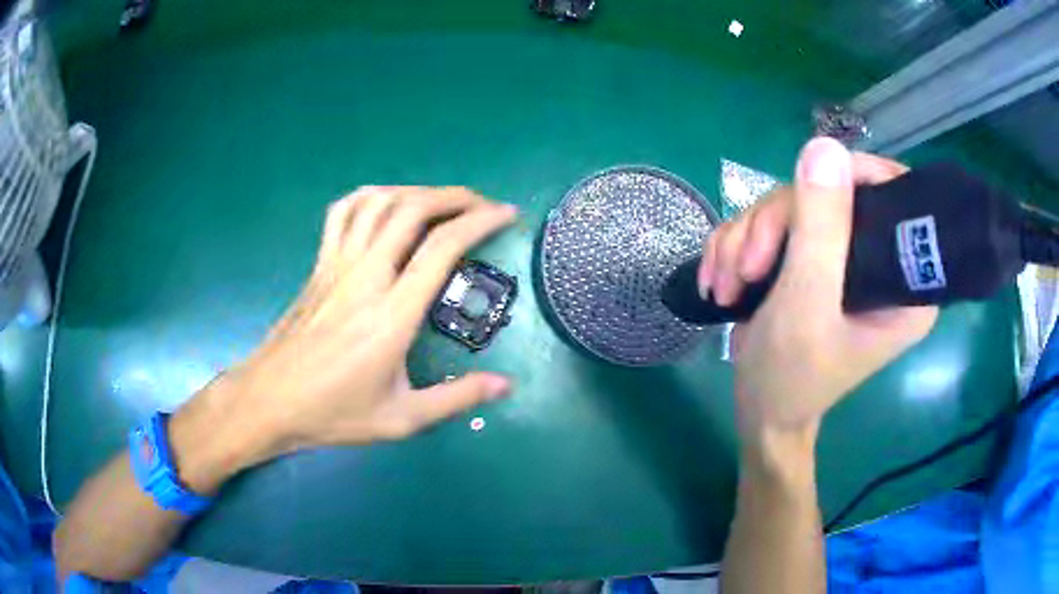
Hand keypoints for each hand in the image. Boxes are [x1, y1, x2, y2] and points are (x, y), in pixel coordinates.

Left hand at [216, 186, 516, 456]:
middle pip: (412, 209)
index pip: (442, 247)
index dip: (480, 221)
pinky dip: (370, 196)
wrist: (270, 401)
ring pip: (378, 202)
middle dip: (455, 196)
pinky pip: (342, 213)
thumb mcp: (401, 419)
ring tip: (440, 202)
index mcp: (392, 314)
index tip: (506, 214)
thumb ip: (457, 399)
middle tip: (481, 206)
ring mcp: (337, 265)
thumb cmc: (334, 412)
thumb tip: (507, 386)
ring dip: (416, 191)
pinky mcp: (319, 265)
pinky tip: (385, 203)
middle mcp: (365, 277)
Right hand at [699, 139, 937, 438]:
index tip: (806, 191)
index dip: (853, 177)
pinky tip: (721, 279)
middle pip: (830, 194)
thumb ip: (820, 229)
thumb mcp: (806, 305)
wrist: (758, 410)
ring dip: (747, 238)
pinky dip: (738, 245)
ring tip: (725, 285)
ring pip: (793, 204)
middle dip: (775, 224)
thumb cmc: (792, 376)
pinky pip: (771, 222)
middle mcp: (879, 260)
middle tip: (744, 269)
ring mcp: (841, 256)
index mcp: (904, 279)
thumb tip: (825, 146)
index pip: (895, 196)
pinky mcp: (811, 257)